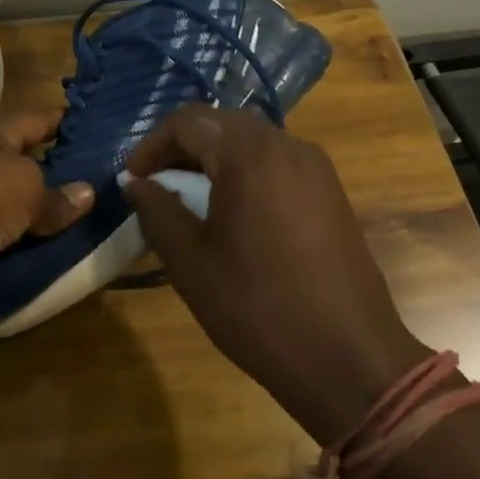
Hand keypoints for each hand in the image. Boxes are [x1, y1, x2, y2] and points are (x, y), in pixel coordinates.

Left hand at [0, 109, 92, 322]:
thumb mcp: (22, 189)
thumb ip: (55, 196)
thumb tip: (87, 193)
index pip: (34, 121)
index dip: (62, 122)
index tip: (94, 126)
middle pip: (20, 168)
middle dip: (55, 178)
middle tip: (103, 191)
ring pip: (8, 213)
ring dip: (35, 223)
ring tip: (83, 233)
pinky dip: (15, 255)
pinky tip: (45, 264)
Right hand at [123, 105, 430, 442]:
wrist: (347, 357)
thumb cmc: (256, 306)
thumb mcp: (190, 260)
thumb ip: (155, 210)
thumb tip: (134, 183)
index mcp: (250, 154)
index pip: (188, 121)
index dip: (151, 145)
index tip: (132, 181)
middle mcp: (288, 146)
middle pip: (222, 126)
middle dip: (182, 151)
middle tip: (156, 188)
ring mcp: (317, 169)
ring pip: (252, 146)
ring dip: (213, 164)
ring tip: (190, 204)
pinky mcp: (332, 194)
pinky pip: (277, 167)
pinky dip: (245, 178)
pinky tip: (233, 218)